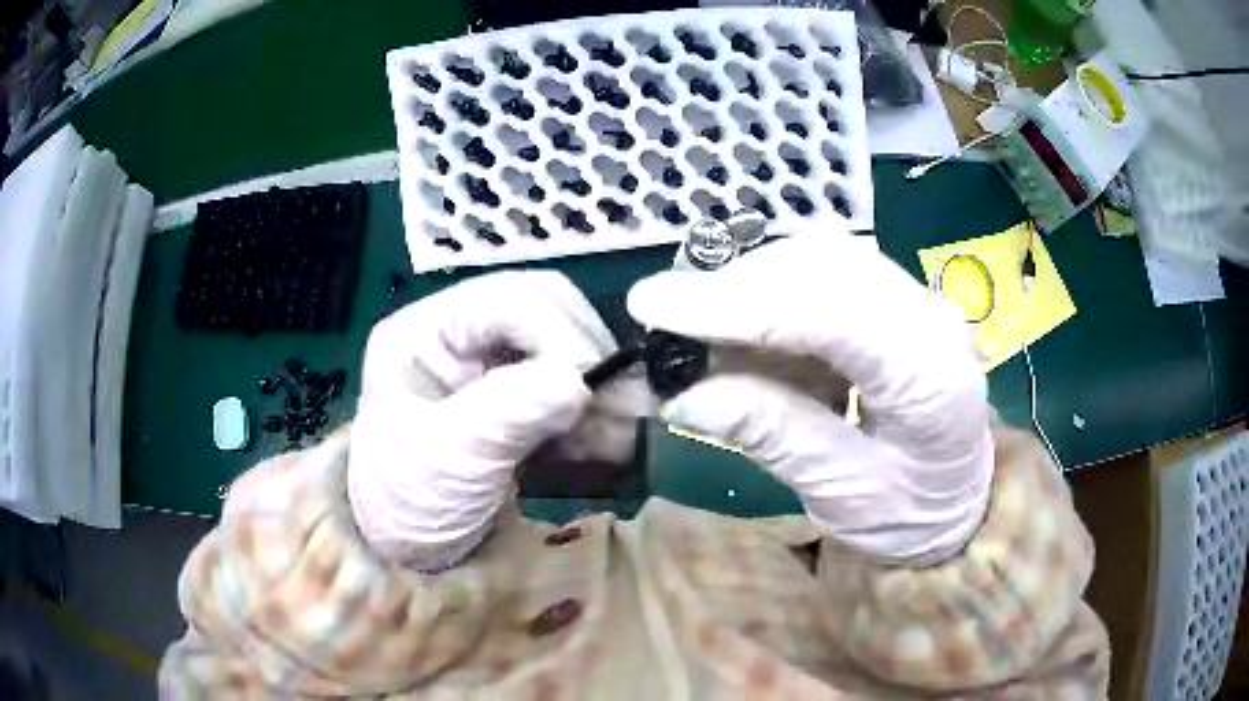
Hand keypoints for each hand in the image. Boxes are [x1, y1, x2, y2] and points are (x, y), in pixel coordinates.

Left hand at [348, 271, 648, 570]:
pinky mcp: (514, 399)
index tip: (591, 386)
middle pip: (545, 311)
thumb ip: (507, 414)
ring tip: (622, 434)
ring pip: (564, 348)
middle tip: (624, 406)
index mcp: (426, 331)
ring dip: (599, 390)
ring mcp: (490, 365)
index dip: (558, 332)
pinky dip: (593, 414)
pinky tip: (607, 445)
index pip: (506, 300)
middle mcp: (461, 334)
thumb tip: (577, 380)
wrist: (406, 551)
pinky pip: (567, 390)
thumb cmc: (407, 502)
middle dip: (588, 356)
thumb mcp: (448, 459)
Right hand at [627, 235, 992, 564]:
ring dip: (753, 283)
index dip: (734, 306)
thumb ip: (774, 437)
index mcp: (930, 378)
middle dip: (736, 286)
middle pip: (823, 265)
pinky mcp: (899, 299)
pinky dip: (775, 293)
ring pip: (822, 257)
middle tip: (671, 320)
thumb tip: (684, 395)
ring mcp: (918, 299)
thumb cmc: (911, 515)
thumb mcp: (842, 495)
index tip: (652, 304)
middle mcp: (930, 317)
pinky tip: (753, 333)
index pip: (827, 315)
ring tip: (706, 329)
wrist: (961, 502)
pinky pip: (827, 273)